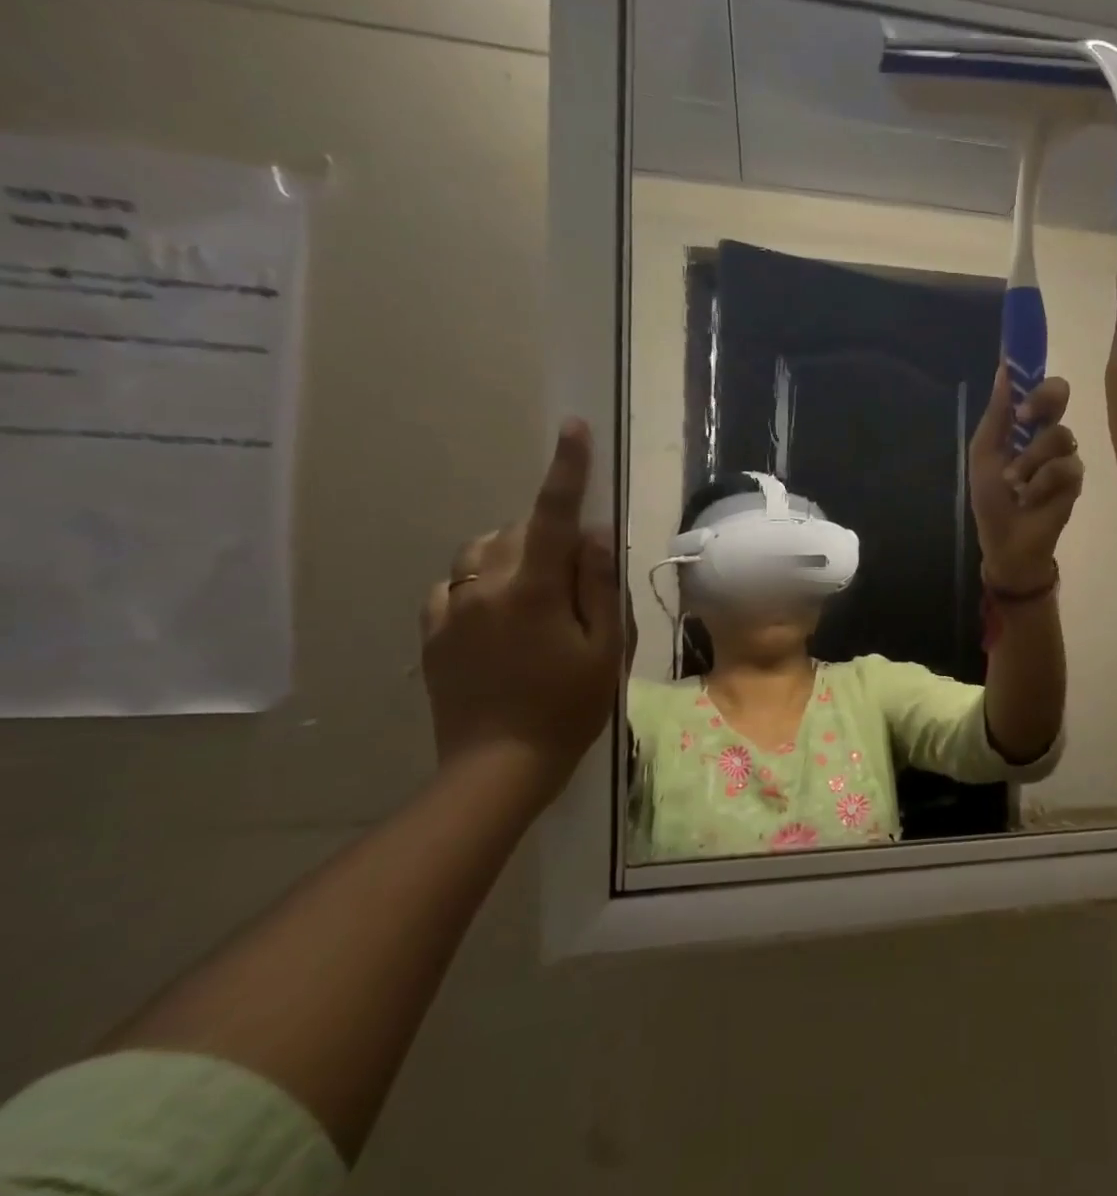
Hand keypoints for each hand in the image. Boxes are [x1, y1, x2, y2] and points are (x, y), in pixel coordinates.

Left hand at [419, 420, 628, 788]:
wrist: (497, 766)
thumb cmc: (569, 708)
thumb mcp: (605, 649)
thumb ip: (599, 586)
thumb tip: (596, 534)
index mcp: (531, 590)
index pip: (551, 516)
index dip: (566, 470)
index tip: (573, 428)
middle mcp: (482, 587)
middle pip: (517, 532)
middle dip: (549, 540)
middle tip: (578, 584)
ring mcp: (449, 608)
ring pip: (483, 554)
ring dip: (514, 558)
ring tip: (538, 598)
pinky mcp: (431, 632)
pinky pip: (456, 584)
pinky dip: (482, 584)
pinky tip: (500, 618)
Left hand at [969, 367, 1085, 589]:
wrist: (1006, 541)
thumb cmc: (991, 498)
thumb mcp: (985, 453)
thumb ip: (997, 413)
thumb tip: (1004, 368)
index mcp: (1023, 424)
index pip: (1035, 386)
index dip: (1032, 372)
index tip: (1018, 367)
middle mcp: (1046, 433)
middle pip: (1059, 394)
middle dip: (1042, 400)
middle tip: (1024, 418)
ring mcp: (1064, 455)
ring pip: (1060, 435)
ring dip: (1030, 460)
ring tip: (1014, 483)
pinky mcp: (1075, 479)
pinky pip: (1065, 466)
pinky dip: (1041, 482)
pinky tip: (1030, 498)